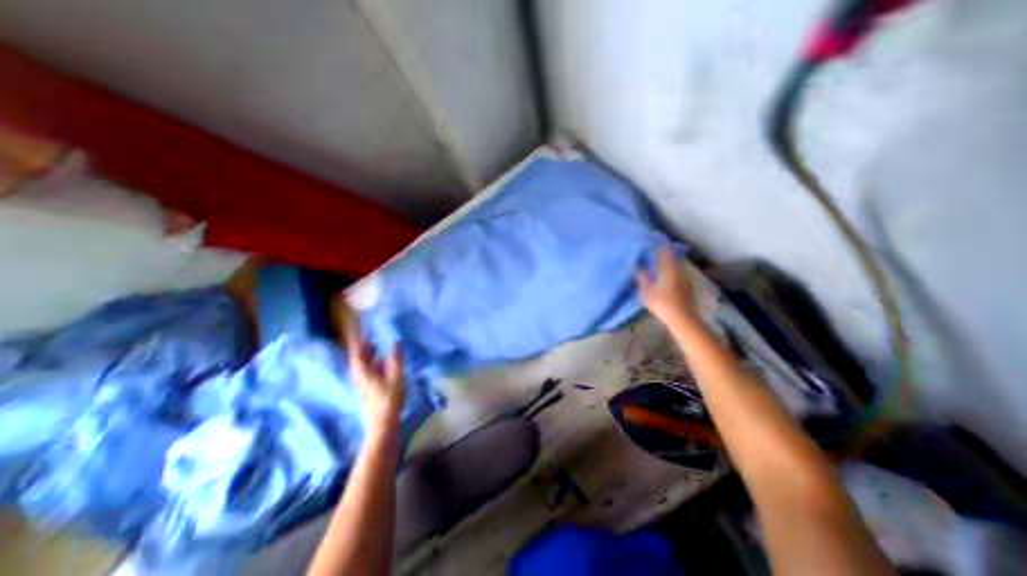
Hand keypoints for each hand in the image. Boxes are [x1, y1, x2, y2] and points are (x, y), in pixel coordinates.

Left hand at [338, 302, 399, 431]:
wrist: (382, 423)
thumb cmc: (388, 398)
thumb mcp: (395, 376)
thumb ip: (395, 358)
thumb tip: (394, 342)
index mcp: (363, 372)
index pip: (356, 352)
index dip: (358, 341)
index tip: (361, 329)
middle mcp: (359, 376)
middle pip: (357, 359)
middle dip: (362, 347)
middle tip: (370, 337)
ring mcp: (362, 384)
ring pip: (361, 365)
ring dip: (367, 355)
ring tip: (376, 346)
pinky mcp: (367, 389)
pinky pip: (366, 371)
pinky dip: (371, 363)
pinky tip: (381, 363)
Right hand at [639, 247, 701, 329]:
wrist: (682, 318)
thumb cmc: (661, 302)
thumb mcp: (646, 291)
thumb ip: (642, 278)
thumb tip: (639, 268)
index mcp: (669, 268)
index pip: (665, 252)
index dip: (658, 248)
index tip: (651, 246)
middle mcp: (680, 270)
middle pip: (672, 259)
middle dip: (663, 259)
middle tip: (653, 260)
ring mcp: (687, 279)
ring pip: (676, 269)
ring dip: (668, 269)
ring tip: (658, 272)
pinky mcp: (689, 289)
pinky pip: (679, 277)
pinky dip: (673, 277)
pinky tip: (667, 283)